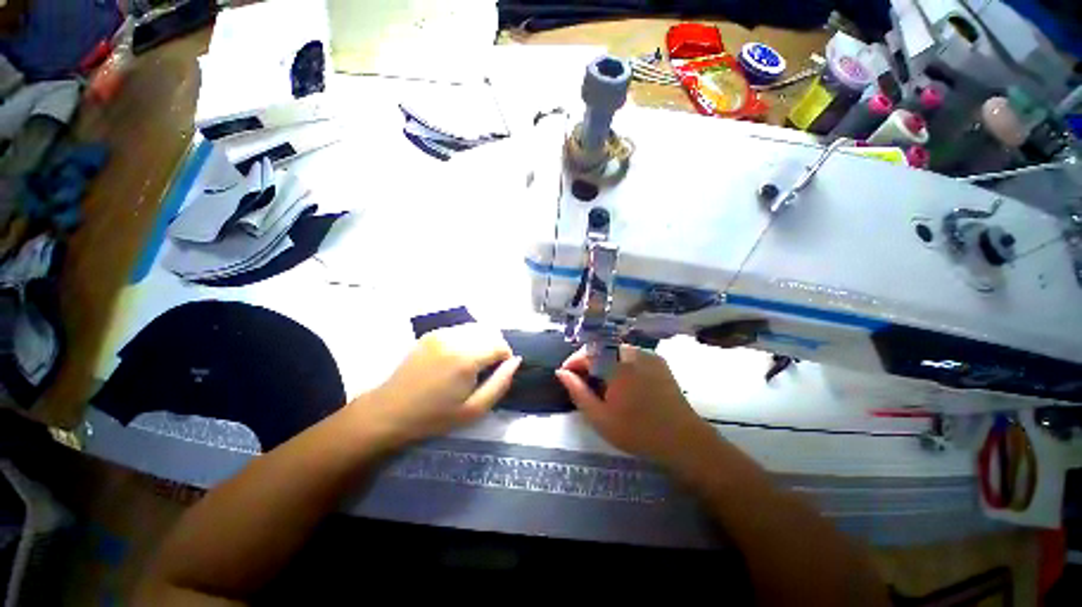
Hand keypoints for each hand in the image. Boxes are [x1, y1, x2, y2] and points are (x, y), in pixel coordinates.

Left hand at [362, 324, 520, 443]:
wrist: (389, 412)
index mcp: (466, 358)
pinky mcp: (431, 334)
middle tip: (485, 370)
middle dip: (495, 348)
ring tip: (472, 364)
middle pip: (490, 333)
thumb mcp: (473, 410)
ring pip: (476, 328)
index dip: (505, 359)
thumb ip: (500, 383)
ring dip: (482, 342)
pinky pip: (460, 330)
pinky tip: (457, 358)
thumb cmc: (433, 417)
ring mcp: (440, 333)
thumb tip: (516, 361)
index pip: (500, 345)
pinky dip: (467, 340)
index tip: (496, 374)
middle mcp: (454, 339)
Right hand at [555, 345, 714, 466]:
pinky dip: (620, 363)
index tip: (566, 375)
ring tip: (601, 383)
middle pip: (601, 348)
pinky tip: (621, 382)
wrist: (683, 440)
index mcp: (616, 364)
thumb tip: (561, 372)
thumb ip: (577, 391)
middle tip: (582, 382)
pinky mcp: (658, 361)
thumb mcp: (599, 417)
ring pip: (615, 351)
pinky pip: (631, 355)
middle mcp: (631, 352)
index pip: (586, 352)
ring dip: (603, 362)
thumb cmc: (637, 431)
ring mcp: (647, 355)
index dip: (573, 361)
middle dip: (587, 362)